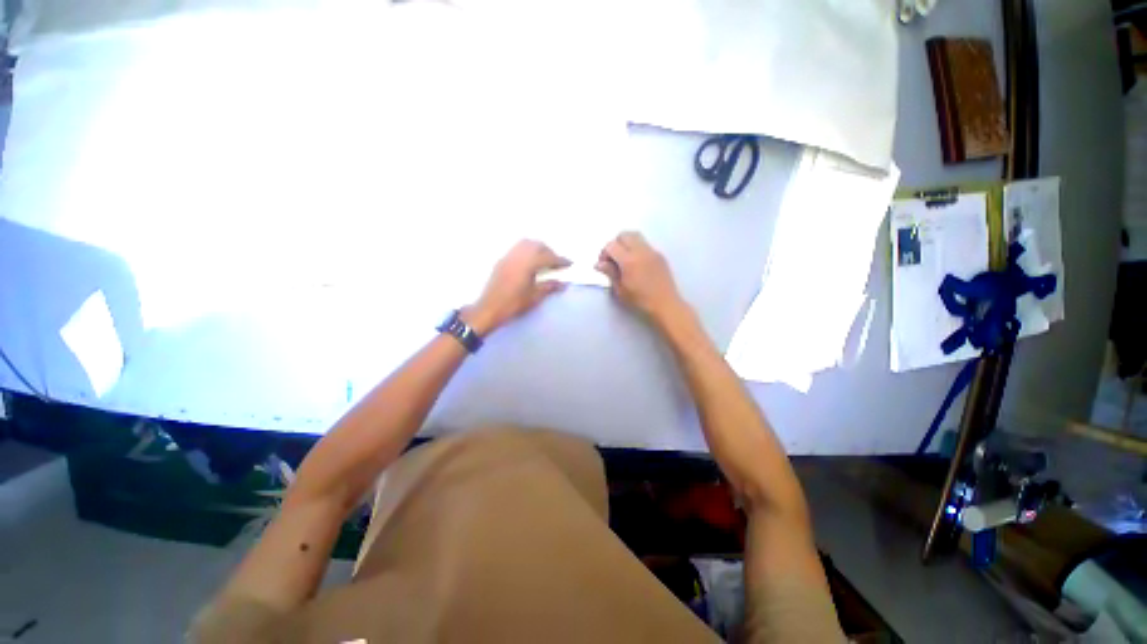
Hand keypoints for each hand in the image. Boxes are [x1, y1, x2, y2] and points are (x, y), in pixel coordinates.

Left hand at [465, 240, 570, 334]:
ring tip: (544, 261)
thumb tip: (563, 283)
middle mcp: (518, 256)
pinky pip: (517, 249)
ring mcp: (508, 257)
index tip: (569, 263)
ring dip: (538, 249)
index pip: (548, 257)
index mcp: (527, 264)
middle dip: (549, 252)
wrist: (489, 309)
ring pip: (526, 244)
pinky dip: (527, 251)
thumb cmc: (513, 304)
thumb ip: (549, 287)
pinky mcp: (501, 261)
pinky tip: (530, 263)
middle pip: (537, 246)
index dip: (560, 260)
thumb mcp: (534, 297)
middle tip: (557, 263)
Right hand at [595, 231, 684, 322]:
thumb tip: (599, 263)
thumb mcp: (620, 290)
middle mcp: (641, 251)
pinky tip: (637, 264)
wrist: (665, 304)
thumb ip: (610, 273)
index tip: (604, 264)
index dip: (604, 253)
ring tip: (624, 259)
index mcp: (629, 261)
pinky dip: (637, 248)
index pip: (612, 245)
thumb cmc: (640, 300)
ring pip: (636, 236)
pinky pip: (645, 244)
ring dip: (626, 243)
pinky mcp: (660, 255)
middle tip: (613, 259)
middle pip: (624, 235)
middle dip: (615, 244)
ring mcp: (652, 251)